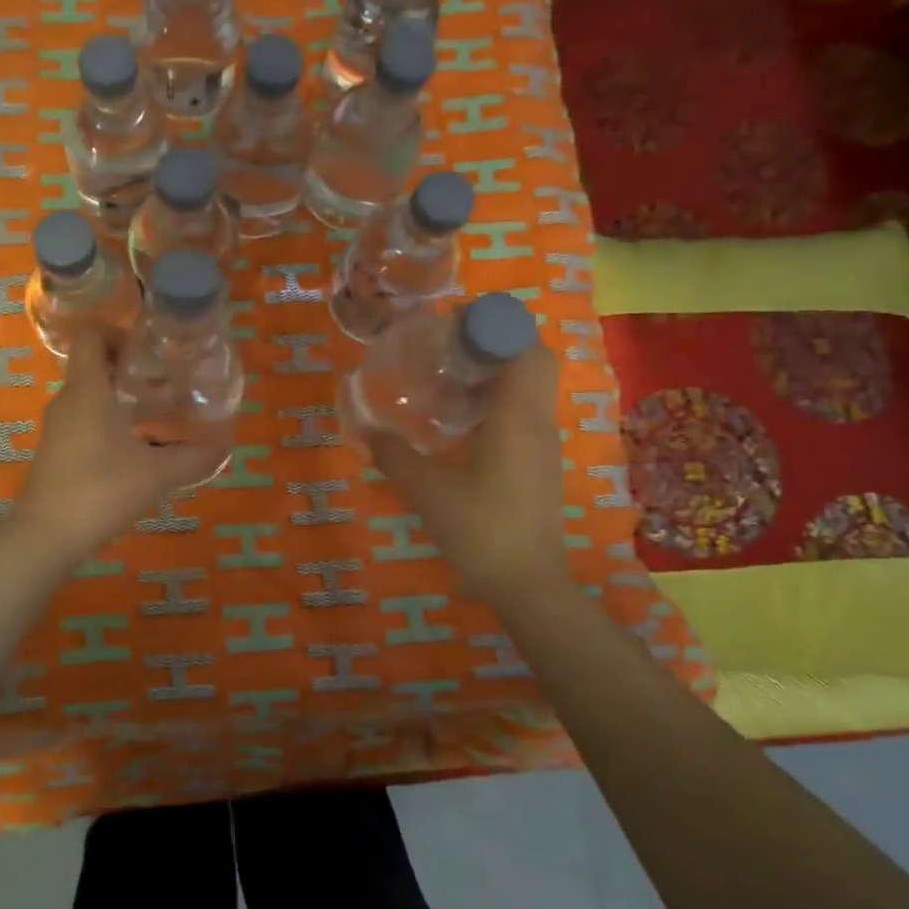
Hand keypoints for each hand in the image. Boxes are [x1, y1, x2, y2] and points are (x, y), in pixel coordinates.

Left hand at [12, 330, 229, 569]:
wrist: (47, 537)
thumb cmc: (101, 490)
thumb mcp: (156, 474)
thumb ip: (193, 457)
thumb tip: (225, 446)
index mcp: (86, 389)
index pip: (91, 336)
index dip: (119, 333)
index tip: (150, 352)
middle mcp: (67, 401)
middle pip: (93, 365)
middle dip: (129, 368)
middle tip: (165, 383)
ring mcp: (58, 428)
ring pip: (89, 396)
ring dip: (120, 398)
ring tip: (157, 415)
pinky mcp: (56, 452)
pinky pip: (84, 421)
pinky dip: (108, 423)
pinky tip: (136, 449)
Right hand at [367, 336, 572, 605]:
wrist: (528, 584)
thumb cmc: (480, 530)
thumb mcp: (428, 491)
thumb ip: (394, 455)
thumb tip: (364, 428)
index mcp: (517, 416)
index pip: (523, 345)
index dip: (492, 325)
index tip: (452, 327)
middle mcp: (538, 420)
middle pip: (532, 358)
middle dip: (496, 343)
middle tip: (449, 351)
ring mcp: (544, 442)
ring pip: (531, 386)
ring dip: (497, 372)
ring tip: (448, 382)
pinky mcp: (540, 462)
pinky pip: (525, 411)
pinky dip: (499, 401)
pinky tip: (461, 424)